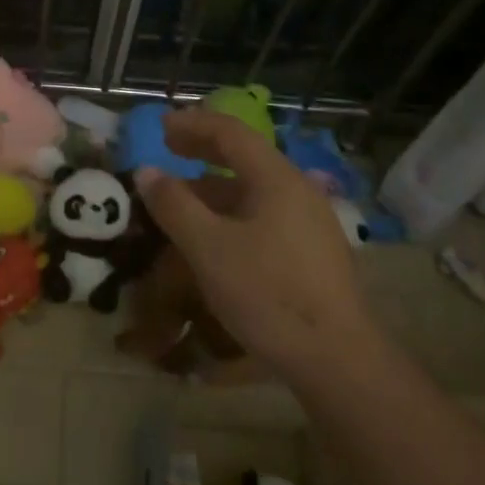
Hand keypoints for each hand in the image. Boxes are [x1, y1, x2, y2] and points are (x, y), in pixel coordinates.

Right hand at [135, 111, 370, 381]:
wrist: (338, 360)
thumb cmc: (268, 293)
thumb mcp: (208, 248)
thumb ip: (174, 205)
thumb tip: (146, 171)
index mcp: (276, 178)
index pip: (230, 132)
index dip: (192, 124)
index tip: (160, 126)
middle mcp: (297, 190)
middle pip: (245, 156)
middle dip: (203, 150)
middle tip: (169, 150)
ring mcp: (310, 222)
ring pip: (254, 190)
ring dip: (214, 187)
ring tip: (181, 202)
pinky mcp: (313, 251)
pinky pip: (264, 215)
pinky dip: (232, 213)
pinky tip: (215, 238)